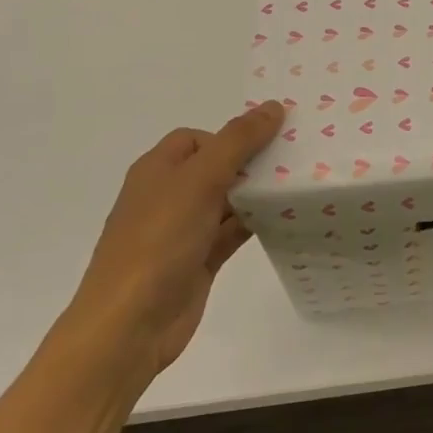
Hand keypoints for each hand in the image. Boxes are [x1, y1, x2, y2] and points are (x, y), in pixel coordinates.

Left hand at [63, 101, 284, 385]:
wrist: (129, 326)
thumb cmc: (158, 242)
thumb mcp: (199, 181)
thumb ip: (238, 142)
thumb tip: (273, 106)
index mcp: (158, 171)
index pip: (198, 139)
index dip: (231, 135)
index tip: (271, 141)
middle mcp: (169, 196)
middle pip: (217, 167)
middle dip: (253, 163)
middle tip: (298, 159)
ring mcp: (184, 231)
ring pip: (229, 201)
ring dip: (259, 194)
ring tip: (304, 184)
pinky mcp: (200, 260)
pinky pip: (234, 232)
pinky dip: (258, 223)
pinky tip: (289, 218)